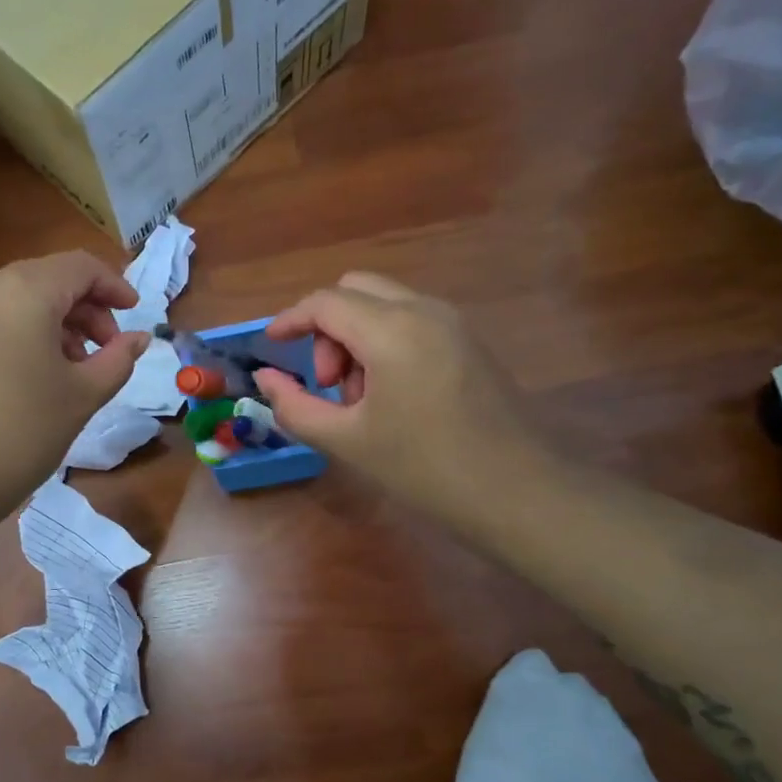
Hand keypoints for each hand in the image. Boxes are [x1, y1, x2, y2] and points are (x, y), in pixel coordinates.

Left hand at [0, 252, 151, 521]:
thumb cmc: (22, 430)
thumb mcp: (83, 396)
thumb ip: (118, 360)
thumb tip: (139, 338)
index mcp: (26, 290)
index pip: (81, 267)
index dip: (115, 286)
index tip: (135, 317)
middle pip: (51, 279)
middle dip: (88, 309)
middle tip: (108, 350)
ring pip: (23, 300)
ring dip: (60, 323)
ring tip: (77, 369)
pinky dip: (29, 334)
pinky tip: (40, 376)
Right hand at [252, 273, 557, 518]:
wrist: (516, 491)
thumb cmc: (424, 468)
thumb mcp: (346, 442)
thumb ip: (294, 406)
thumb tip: (265, 378)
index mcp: (391, 331)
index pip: (325, 302)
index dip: (290, 320)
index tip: (270, 347)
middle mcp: (423, 310)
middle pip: (355, 290)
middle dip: (327, 329)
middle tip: (328, 384)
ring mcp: (452, 322)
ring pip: (384, 304)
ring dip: (356, 337)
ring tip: (360, 399)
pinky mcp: (469, 340)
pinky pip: (411, 320)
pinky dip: (385, 341)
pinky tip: (391, 395)